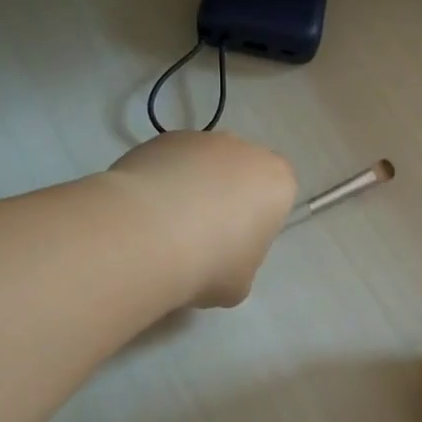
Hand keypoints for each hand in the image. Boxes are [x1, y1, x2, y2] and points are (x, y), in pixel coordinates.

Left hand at [108, 132, 296, 307]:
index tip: (233, 248)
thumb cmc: (210, 263)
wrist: (146, 236)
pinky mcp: (160, 139)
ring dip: (190, 188)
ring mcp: (200, 139)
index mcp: (277, 182)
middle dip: (223, 199)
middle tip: (199, 238)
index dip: (254, 225)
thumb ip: (241, 262)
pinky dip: (160, 182)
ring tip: (164, 228)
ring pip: (202, 166)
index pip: (275, 199)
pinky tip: (144, 214)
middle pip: (239, 175)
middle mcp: (244, 150)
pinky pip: (169, 163)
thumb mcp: (240, 282)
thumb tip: (220, 258)